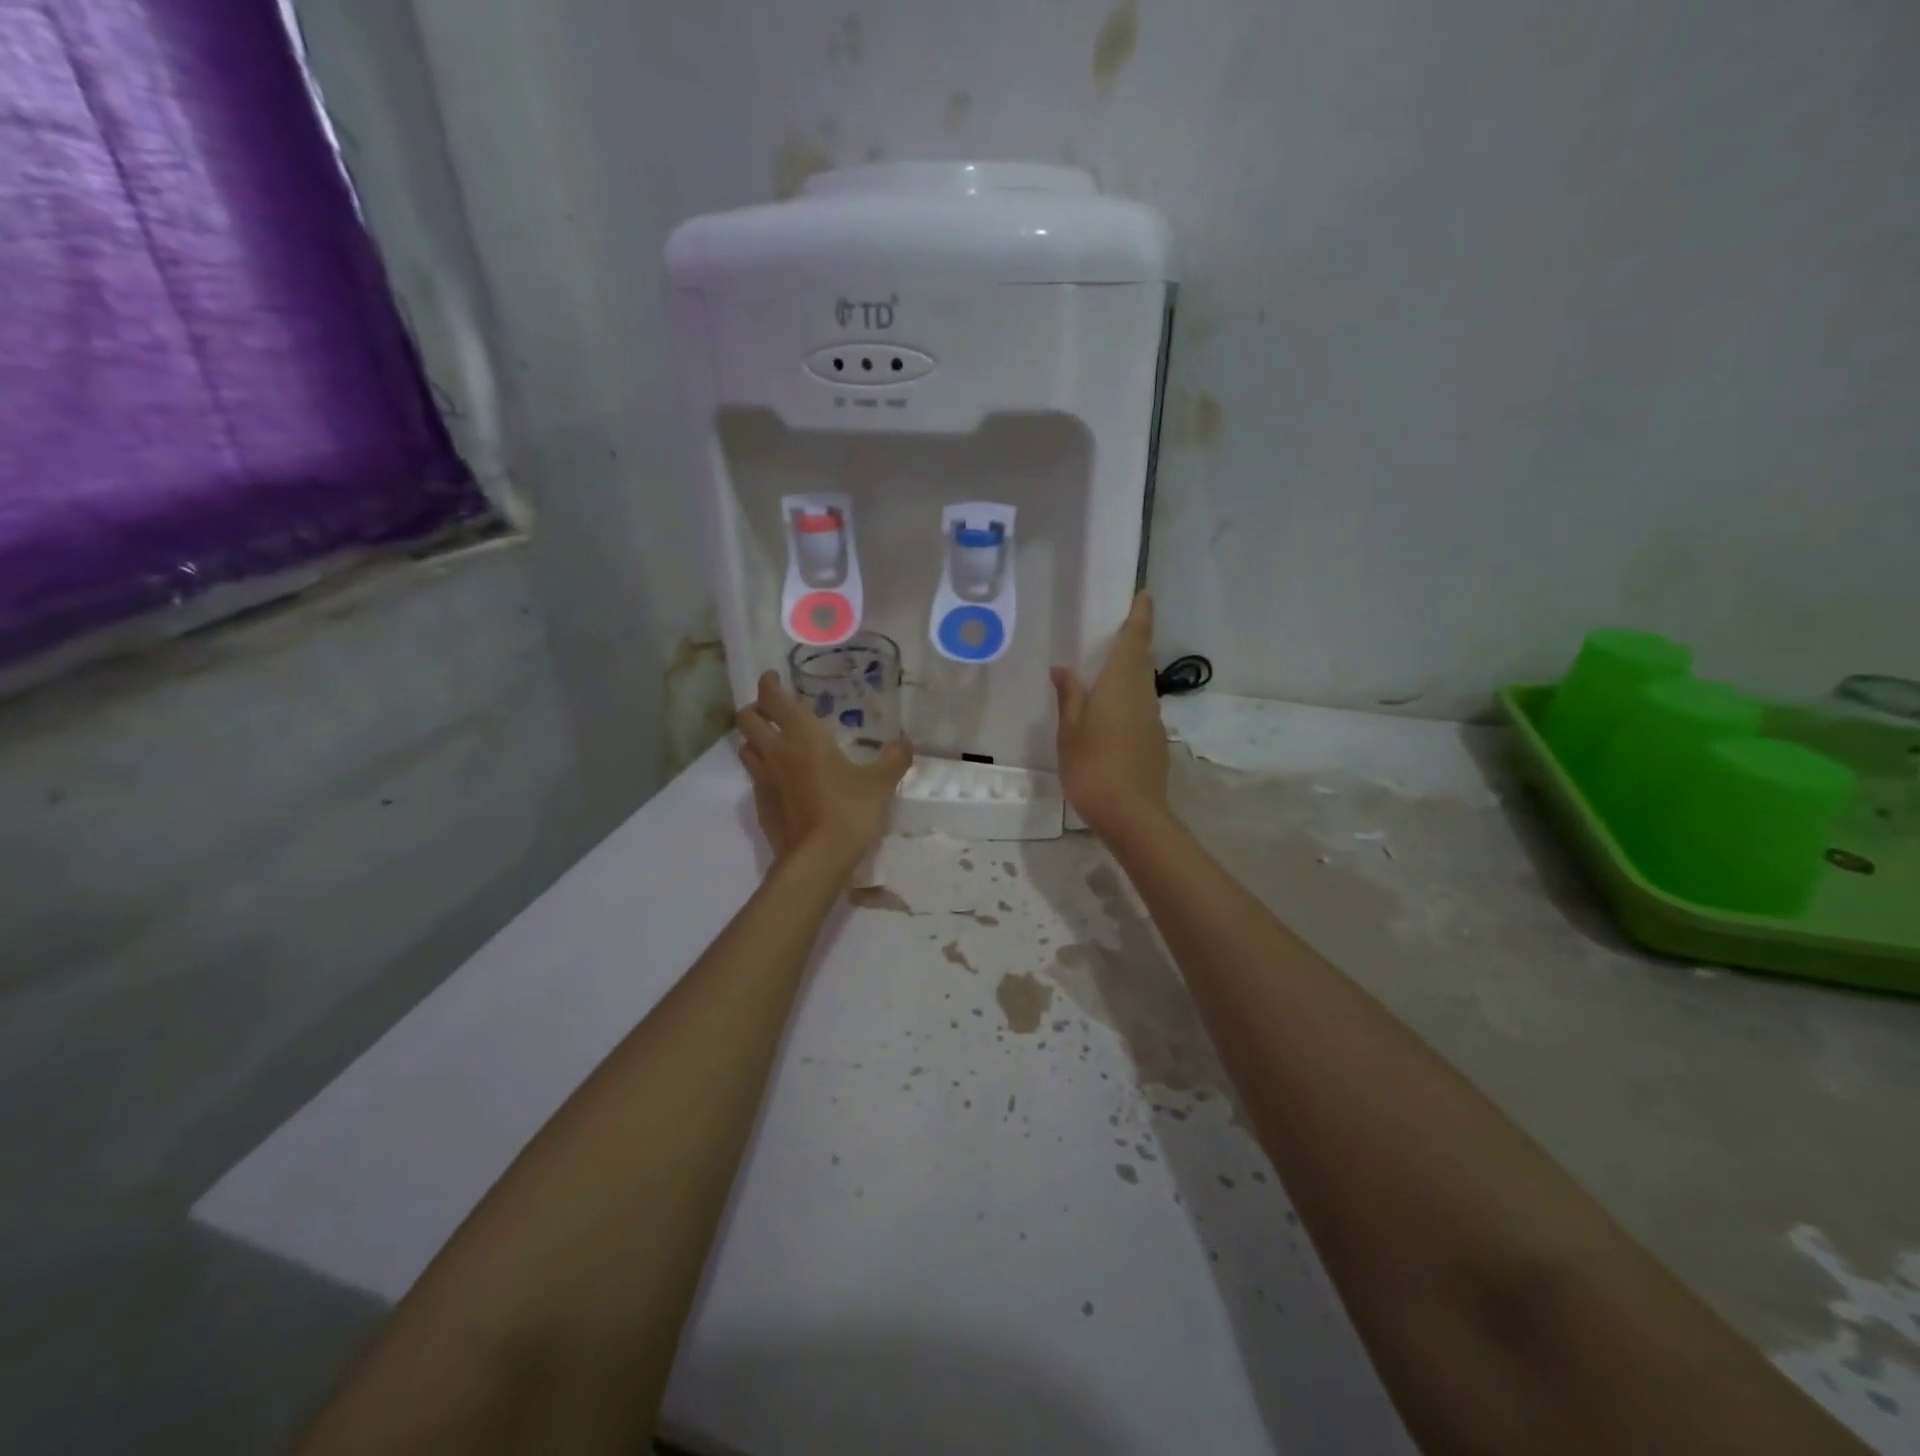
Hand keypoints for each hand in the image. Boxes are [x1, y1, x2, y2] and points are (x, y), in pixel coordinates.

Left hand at [736, 671, 912, 869]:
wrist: (818, 859)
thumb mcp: (880, 783)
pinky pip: (755, 778)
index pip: (773, 698)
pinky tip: (782, 779)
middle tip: (773, 710)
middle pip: (746, 719)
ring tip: (773, 741)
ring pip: (744, 748)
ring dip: (754, 739)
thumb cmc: (849, 810)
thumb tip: (906, 741)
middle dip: (755, 709)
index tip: (773, 678)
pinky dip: (763, 770)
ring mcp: (763, 780)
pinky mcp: (761, 806)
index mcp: (802, 735)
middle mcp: (776, 751)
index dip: (769, 684)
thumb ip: (893, 759)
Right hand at [1051, 592, 1170, 836]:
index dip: (1141, 616)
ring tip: (1108, 672)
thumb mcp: (1069, 731)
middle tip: (1117, 632)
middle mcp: (1142, 695)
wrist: (1132, 815)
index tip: (1144, 595)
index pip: (1135, 640)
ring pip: (1143, 685)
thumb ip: (1069, 697)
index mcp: (1120, 684)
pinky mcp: (1154, 742)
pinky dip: (1129, 700)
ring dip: (1131, 672)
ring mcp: (1152, 720)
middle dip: (1135, 643)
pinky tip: (1111, 715)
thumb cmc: (1093, 766)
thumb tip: (1063, 668)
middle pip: (1142, 661)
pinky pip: (1141, 708)